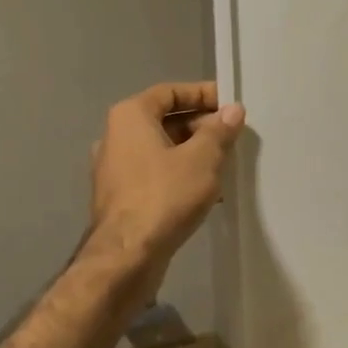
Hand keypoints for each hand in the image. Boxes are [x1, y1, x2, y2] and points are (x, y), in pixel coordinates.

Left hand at [91, 82, 244, 292]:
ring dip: (193, 153)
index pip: (170, 92)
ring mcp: (115, 169)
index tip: (230, 105)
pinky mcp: (120, 197)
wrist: (127, 256)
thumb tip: (233, 111)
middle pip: (165, 120)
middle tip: (232, 137)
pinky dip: (180, 174)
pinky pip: (155, 174)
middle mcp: (116, 137)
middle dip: (201, 126)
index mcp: (130, 117)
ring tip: (225, 164)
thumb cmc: (165, 195)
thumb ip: (219, 131)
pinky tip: (207, 192)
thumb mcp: (202, 159)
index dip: (202, 94)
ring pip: (162, 149)